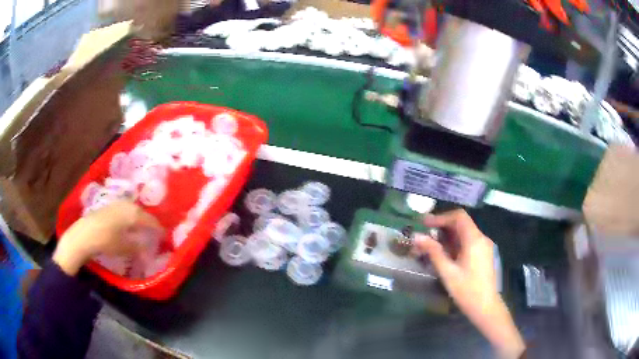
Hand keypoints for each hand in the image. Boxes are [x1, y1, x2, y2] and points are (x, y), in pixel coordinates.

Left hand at [53, 201, 162, 275]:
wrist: (84, 234)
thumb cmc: (106, 240)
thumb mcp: (124, 247)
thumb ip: (138, 246)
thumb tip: (148, 248)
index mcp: (133, 213)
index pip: (151, 220)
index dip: (158, 229)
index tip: (165, 237)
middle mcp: (127, 205)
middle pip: (142, 213)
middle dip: (149, 223)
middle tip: (154, 233)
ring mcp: (117, 204)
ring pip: (133, 211)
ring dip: (139, 219)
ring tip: (142, 229)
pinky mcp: (109, 206)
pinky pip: (125, 211)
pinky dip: (130, 218)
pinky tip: (128, 226)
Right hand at [414, 209, 524, 358]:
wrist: (485, 306)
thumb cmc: (466, 290)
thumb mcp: (447, 272)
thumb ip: (433, 252)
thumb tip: (417, 237)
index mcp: (474, 239)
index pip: (459, 216)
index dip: (441, 217)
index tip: (425, 224)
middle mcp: (481, 238)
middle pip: (462, 223)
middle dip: (443, 226)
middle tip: (425, 234)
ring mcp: (484, 246)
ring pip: (465, 232)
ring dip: (448, 235)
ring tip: (432, 244)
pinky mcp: (484, 254)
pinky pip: (469, 241)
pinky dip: (456, 242)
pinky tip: (446, 253)